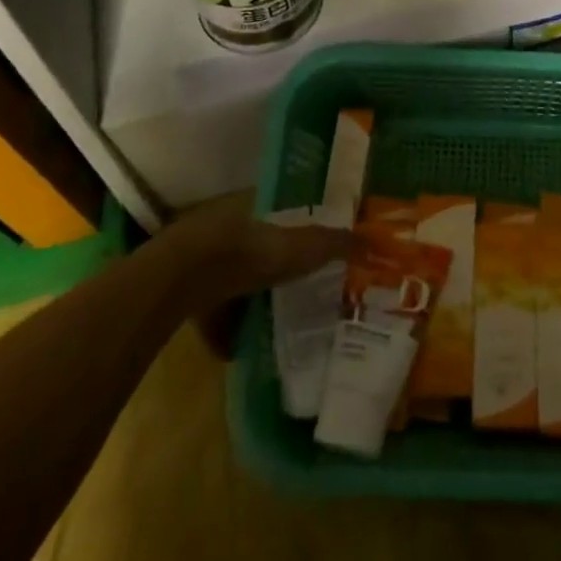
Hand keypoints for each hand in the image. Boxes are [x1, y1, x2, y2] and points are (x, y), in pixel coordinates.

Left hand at [156, 192, 353, 356]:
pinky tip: (241, 350)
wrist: (185, 276)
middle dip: (274, 273)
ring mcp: (202, 262)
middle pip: (257, 252)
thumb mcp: (303, 247)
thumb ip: (336, 244)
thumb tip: (375, 242)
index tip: (316, 256)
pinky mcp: (184, 294)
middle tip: (300, 294)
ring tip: (273, 325)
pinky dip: (225, 331)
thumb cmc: (249, 251)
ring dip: (248, 302)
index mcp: (254, 210)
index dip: (297, 236)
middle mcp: (227, 230)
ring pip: (232, 282)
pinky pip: (211, 313)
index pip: (280, 219)